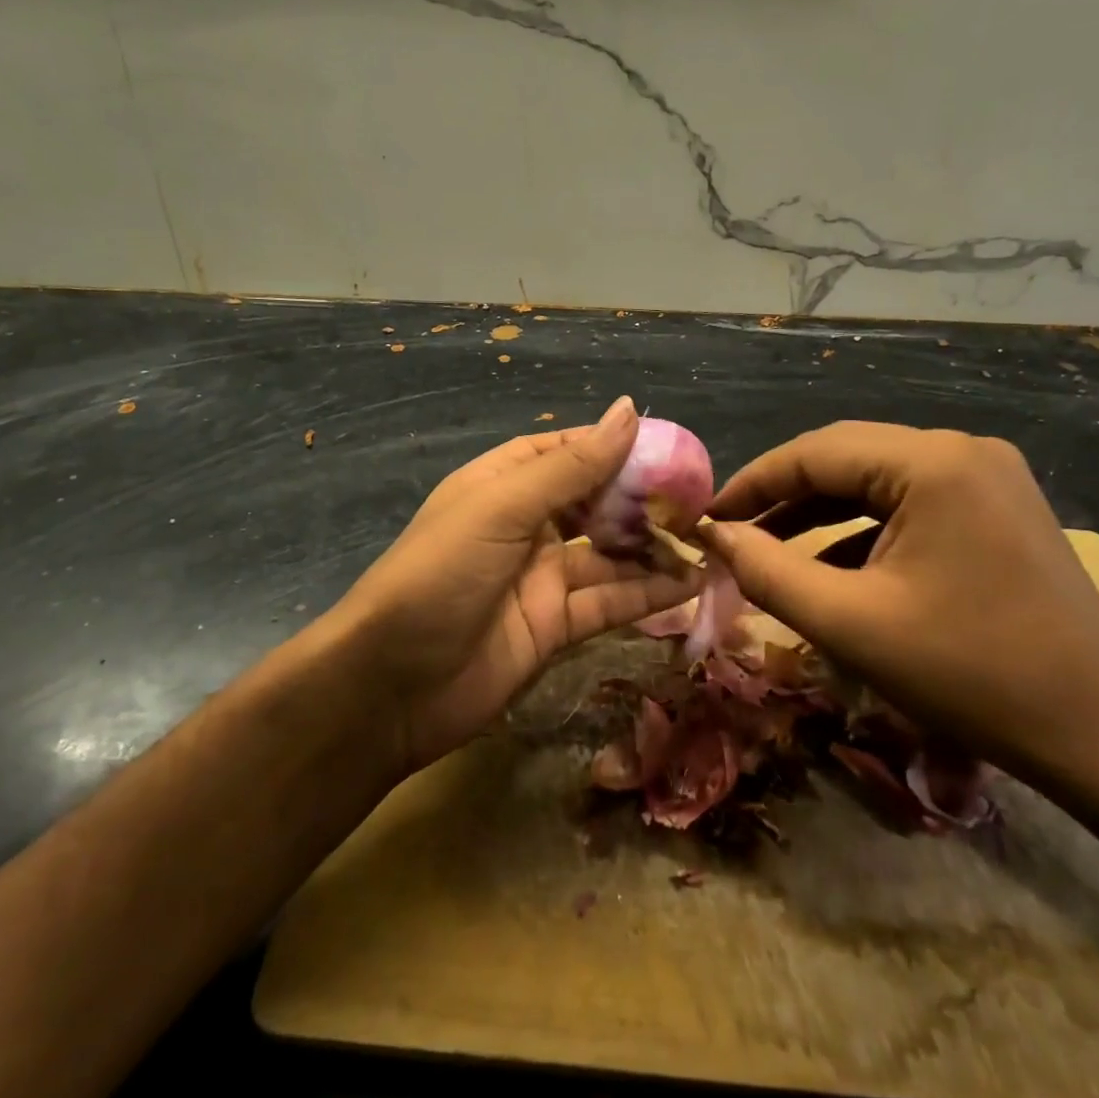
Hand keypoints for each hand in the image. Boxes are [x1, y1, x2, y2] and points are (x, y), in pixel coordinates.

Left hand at [331, 397, 697, 774]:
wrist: (391, 686)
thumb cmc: (440, 575)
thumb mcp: (503, 508)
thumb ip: (570, 467)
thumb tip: (628, 411)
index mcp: (502, 485)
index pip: (565, 452)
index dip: (613, 446)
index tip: (668, 445)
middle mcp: (525, 526)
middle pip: (594, 503)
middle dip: (642, 499)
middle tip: (698, 498)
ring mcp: (542, 578)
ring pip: (609, 555)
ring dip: (653, 548)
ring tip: (707, 540)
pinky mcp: (556, 626)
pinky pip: (610, 601)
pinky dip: (648, 593)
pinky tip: (690, 583)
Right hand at [697, 423, 1098, 776]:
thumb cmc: (967, 673)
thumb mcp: (847, 623)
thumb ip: (767, 571)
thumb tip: (714, 535)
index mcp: (932, 462)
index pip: (814, 452)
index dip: (751, 483)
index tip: (705, 518)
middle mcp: (963, 450)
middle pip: (847, 458)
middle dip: (783, 495)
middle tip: (731, 531)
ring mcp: (988, 477)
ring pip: (878, 481)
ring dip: (820, 513)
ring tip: (768, 548)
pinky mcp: (998, 508)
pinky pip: (911, 504)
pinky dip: (863, 530)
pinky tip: (831, 565)